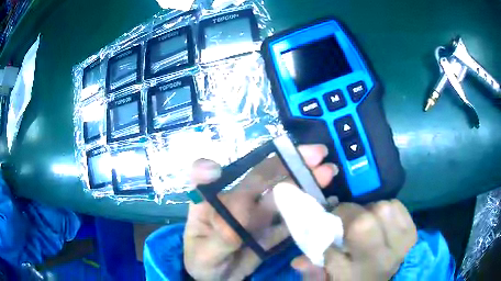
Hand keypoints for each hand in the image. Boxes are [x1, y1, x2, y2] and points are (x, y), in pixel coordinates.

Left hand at [183, 144, 337, 280]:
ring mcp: (255, 217)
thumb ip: (220, 235)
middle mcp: (236, 202)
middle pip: (262, 179)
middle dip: (289, 164)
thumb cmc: (202, 262)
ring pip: (281, 196)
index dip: (241, 157)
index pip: (220, 172)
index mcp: (213, 200)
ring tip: (328, 172)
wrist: (216, 280)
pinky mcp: (269, 232)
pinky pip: (288, 221)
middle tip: (318, 154)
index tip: (266, 150)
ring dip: (304, 183)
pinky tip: (324, 201)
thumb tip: (238, 208)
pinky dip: (305, 212)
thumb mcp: (205, 253)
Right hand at [291, 200, 417, 280]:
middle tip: (343, 219)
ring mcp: (401, 242)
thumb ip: (314, 273)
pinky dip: (385, 207)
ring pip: (381, 209)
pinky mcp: (412, 230)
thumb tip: (297, 261)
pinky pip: (396, 205)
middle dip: (348, 214)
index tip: (323, 229)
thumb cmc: (359, 279)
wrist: (392, 279)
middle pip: (362, 224)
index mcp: (356, 275)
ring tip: (365, 220)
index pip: (333, 253)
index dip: (325, 234)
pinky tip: (380, 219)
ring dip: (368, 210)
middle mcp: (380, 259)